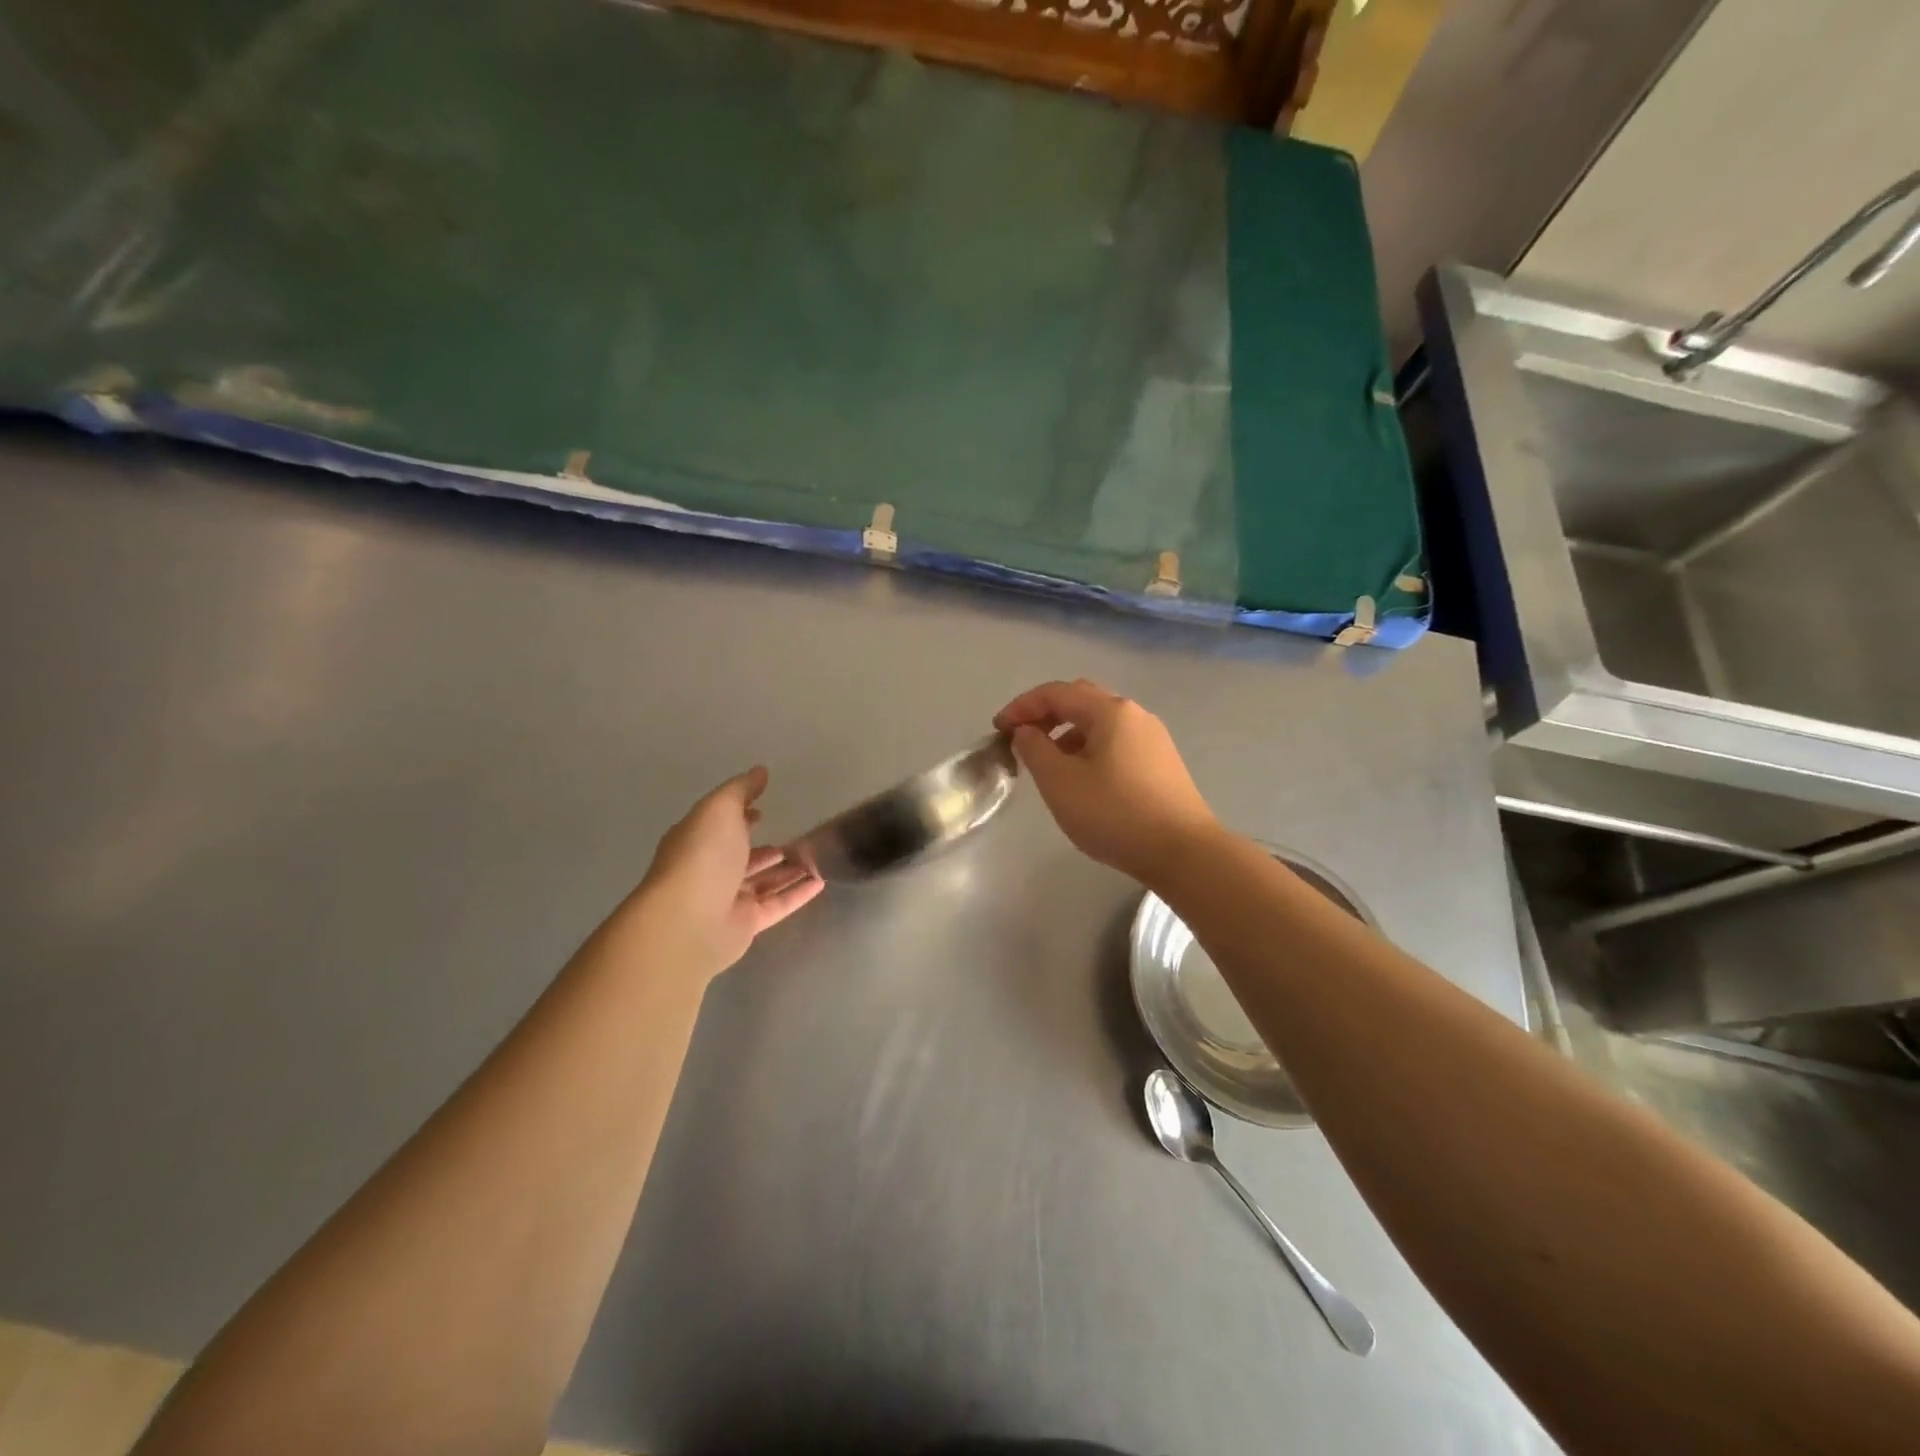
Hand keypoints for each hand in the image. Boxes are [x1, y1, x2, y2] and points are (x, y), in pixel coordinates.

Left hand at [633, 767, 823, 979]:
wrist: (688, 920)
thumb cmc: (702, 855)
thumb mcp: (720, 808)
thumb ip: (741, 790)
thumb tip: (760, 771)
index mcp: (698, 840)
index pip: (721, 826)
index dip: (741, 817)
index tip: (764, 810)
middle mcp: (711, 870)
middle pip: (742, 858)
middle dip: (766, 848)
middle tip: (797, 837)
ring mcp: (727, 900)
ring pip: (763, 882)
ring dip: (788, 871)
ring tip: (817, 858)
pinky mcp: (746, 924)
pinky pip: (777, 905)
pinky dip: (798, 893)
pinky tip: (821, 882)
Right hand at [993, 679, 1220, 885]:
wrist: (1183, 852)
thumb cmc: (1115, 813)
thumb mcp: (1060, 782)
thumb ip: (1034, 749)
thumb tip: (1025, 732)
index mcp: (1110, 711)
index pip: (1056, 693)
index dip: (1022, 706)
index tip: (998, 729)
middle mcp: (1135, 714)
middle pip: (1081, 700)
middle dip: (1046, 714)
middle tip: (1021, 738)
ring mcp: (1153, 738)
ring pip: (1100, 722)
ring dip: (1067, 733)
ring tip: (1048, 762)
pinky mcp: (1162, 763)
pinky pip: (1116, 742)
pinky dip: (1089, 748)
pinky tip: (1082, 778)